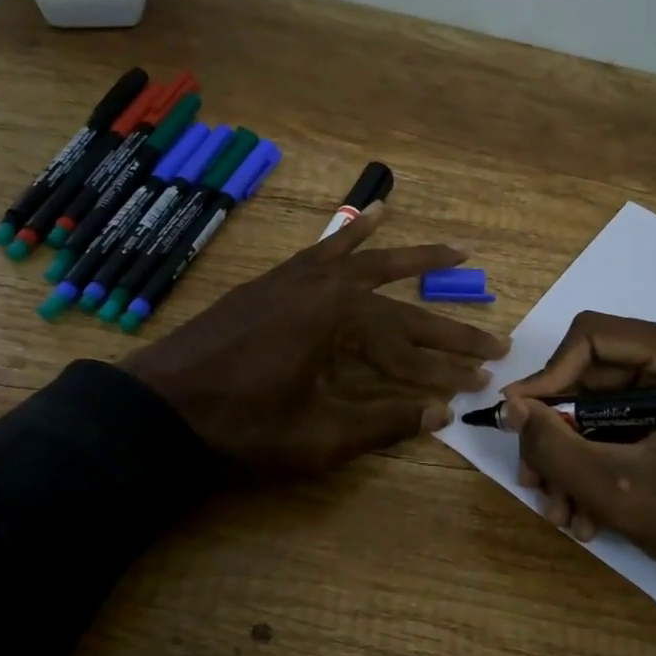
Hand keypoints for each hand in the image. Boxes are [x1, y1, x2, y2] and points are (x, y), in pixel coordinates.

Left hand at [125, 205, 508, 475]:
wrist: (159, 408)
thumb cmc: (240, 428)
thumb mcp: (317, 438)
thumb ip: (383, 423)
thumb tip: (442, 414)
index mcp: (339, 322)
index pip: (411, 349)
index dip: (448, 370)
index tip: (483, 381)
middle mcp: (327, 288)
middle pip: (401, 308)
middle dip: (448, 330)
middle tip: (495, 339)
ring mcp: (298, 279)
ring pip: (369, 263)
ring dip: (414, 257)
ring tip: (458, 249)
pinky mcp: (275, 282)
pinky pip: (325, 249)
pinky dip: (352, 234)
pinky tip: (370, 217)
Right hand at [502, 312, 655, 655]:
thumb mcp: (615, 488)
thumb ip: (554, 446)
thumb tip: (509, 406)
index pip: (590, 338)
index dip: (548, 377)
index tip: (520, 422)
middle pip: (586, 375)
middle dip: (555, 433)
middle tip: (532, 479)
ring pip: (592, 405)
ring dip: (568, 458)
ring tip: (560, 511)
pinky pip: (611, 425)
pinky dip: (591, 463)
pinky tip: (583, 512)